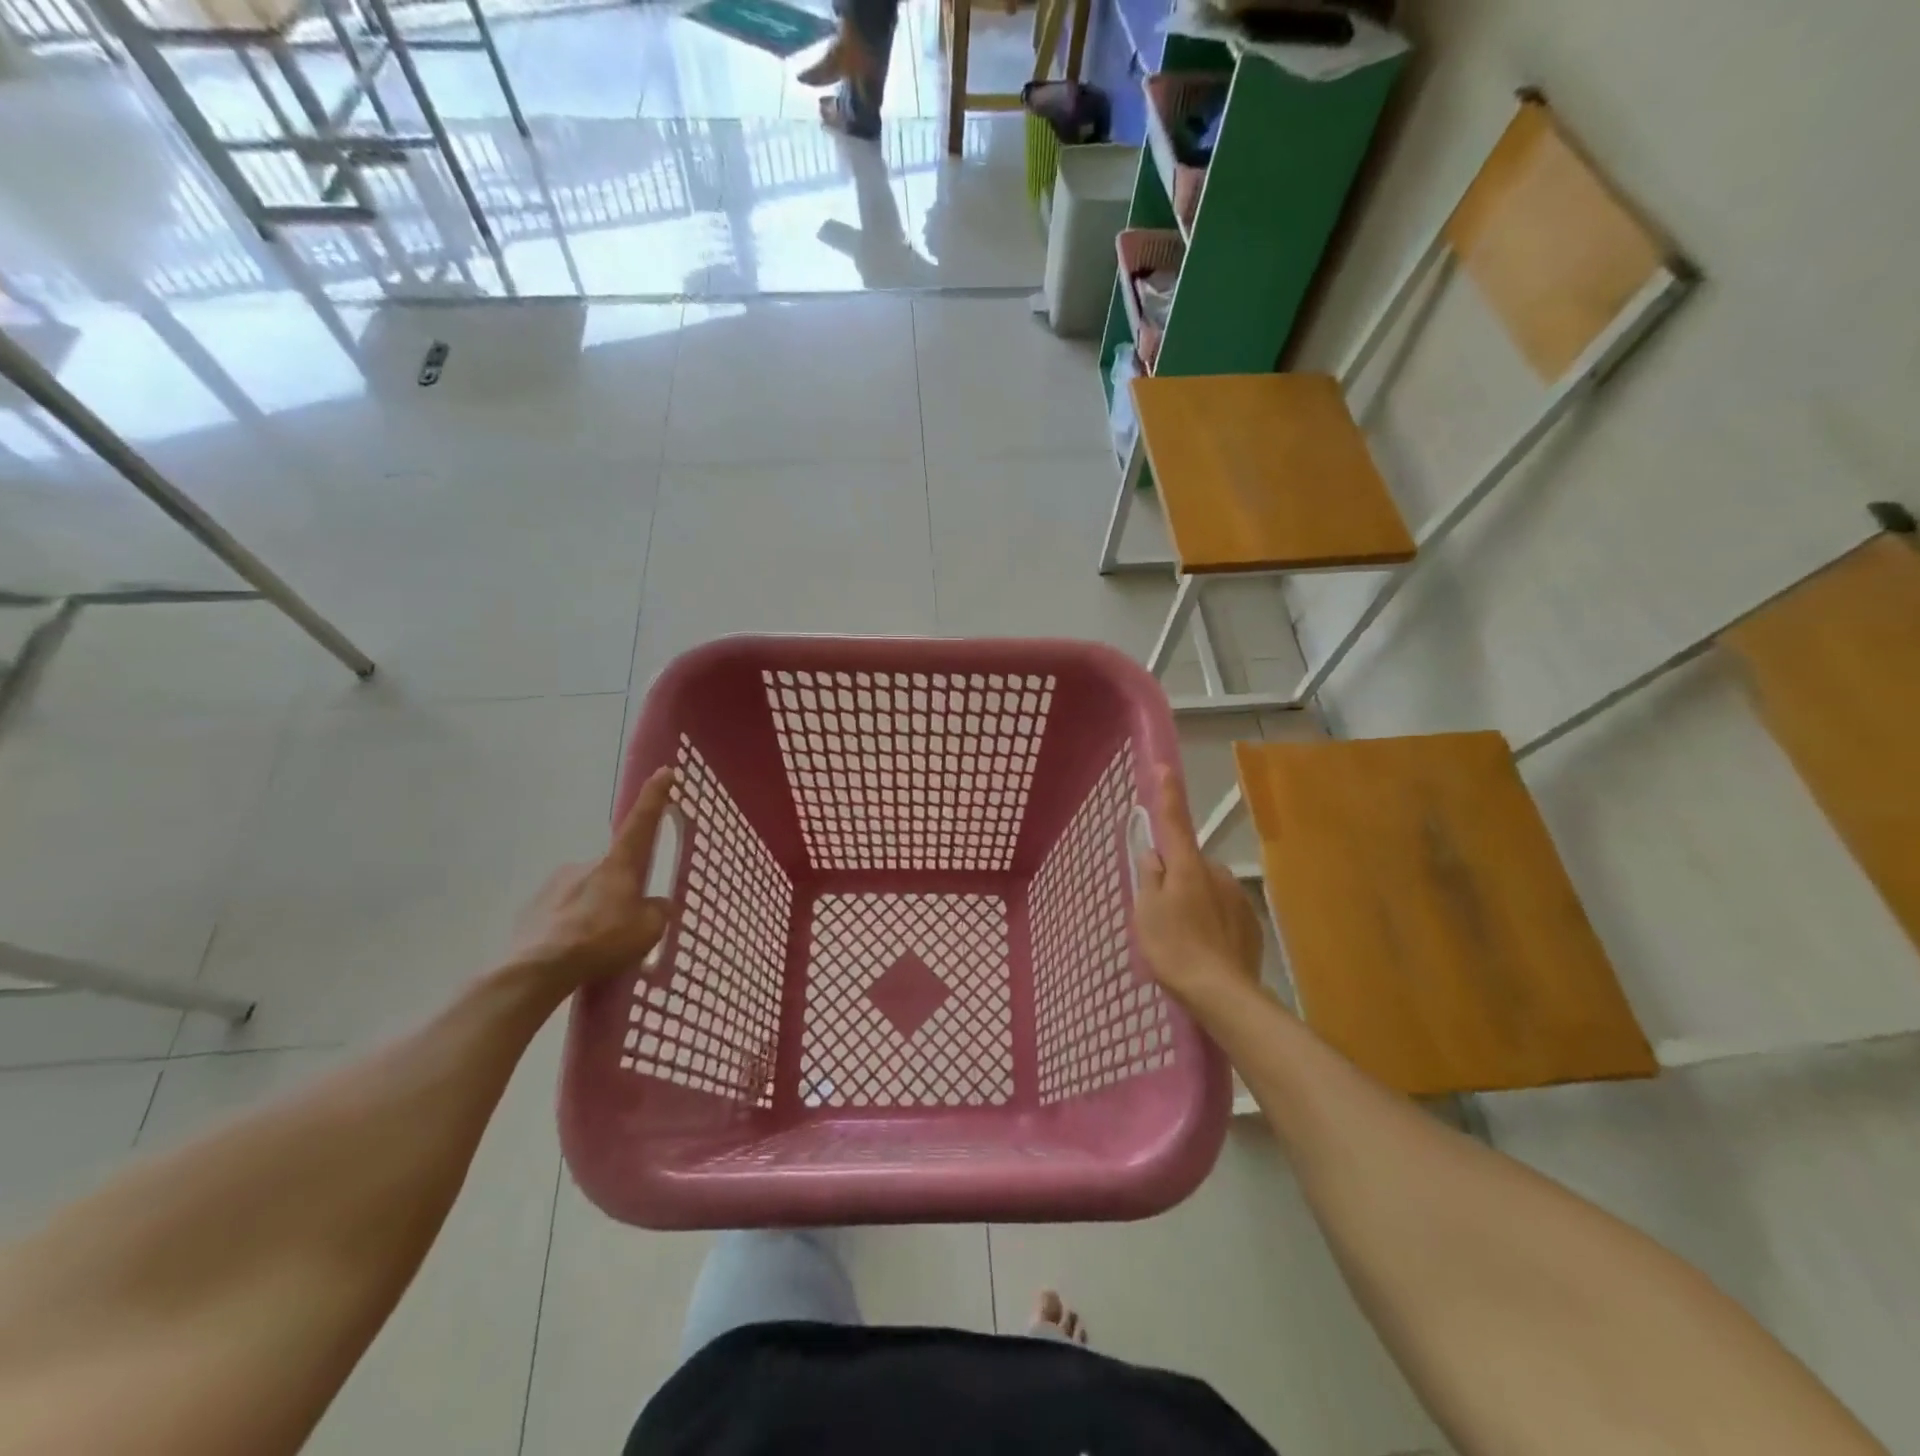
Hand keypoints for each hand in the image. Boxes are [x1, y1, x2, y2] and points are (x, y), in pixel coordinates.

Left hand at [510, 767, 678, 991]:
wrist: (536, 970)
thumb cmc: (601, 941)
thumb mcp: (647, 931)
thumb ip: (658, 912)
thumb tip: (658, 905)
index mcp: (618, 864)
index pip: (642, 821)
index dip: (655, 796)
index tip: (665, 771)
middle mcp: (585, 864)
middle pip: (613, 870)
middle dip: (620, 891)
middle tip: (625, 924)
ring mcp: (555, 884)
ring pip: (586, 891)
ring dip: (594, 910)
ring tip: (596, 946)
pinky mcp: (532, 907)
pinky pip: (562, 911)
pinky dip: (571, 925)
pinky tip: (572, 952)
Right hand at [1132, 766, 1263, 1007]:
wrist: (1222, 993)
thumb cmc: (1174, 947)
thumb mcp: (1146, 911)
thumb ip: (1148, 877)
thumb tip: (1153, 854)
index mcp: (1187, 866)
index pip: (1174, 821)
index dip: (1168, 794)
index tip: (1165, 767)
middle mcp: (1217, 873)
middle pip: (1190, 862)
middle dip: (1177, 875)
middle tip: (1161, 909)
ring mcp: (1237, 897)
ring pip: (1208, 888)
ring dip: (1195, 900)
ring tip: (1184, 936)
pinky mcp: (1251, 922)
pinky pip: (1224, 910)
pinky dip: (1212, 921)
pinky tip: (1205, 947)